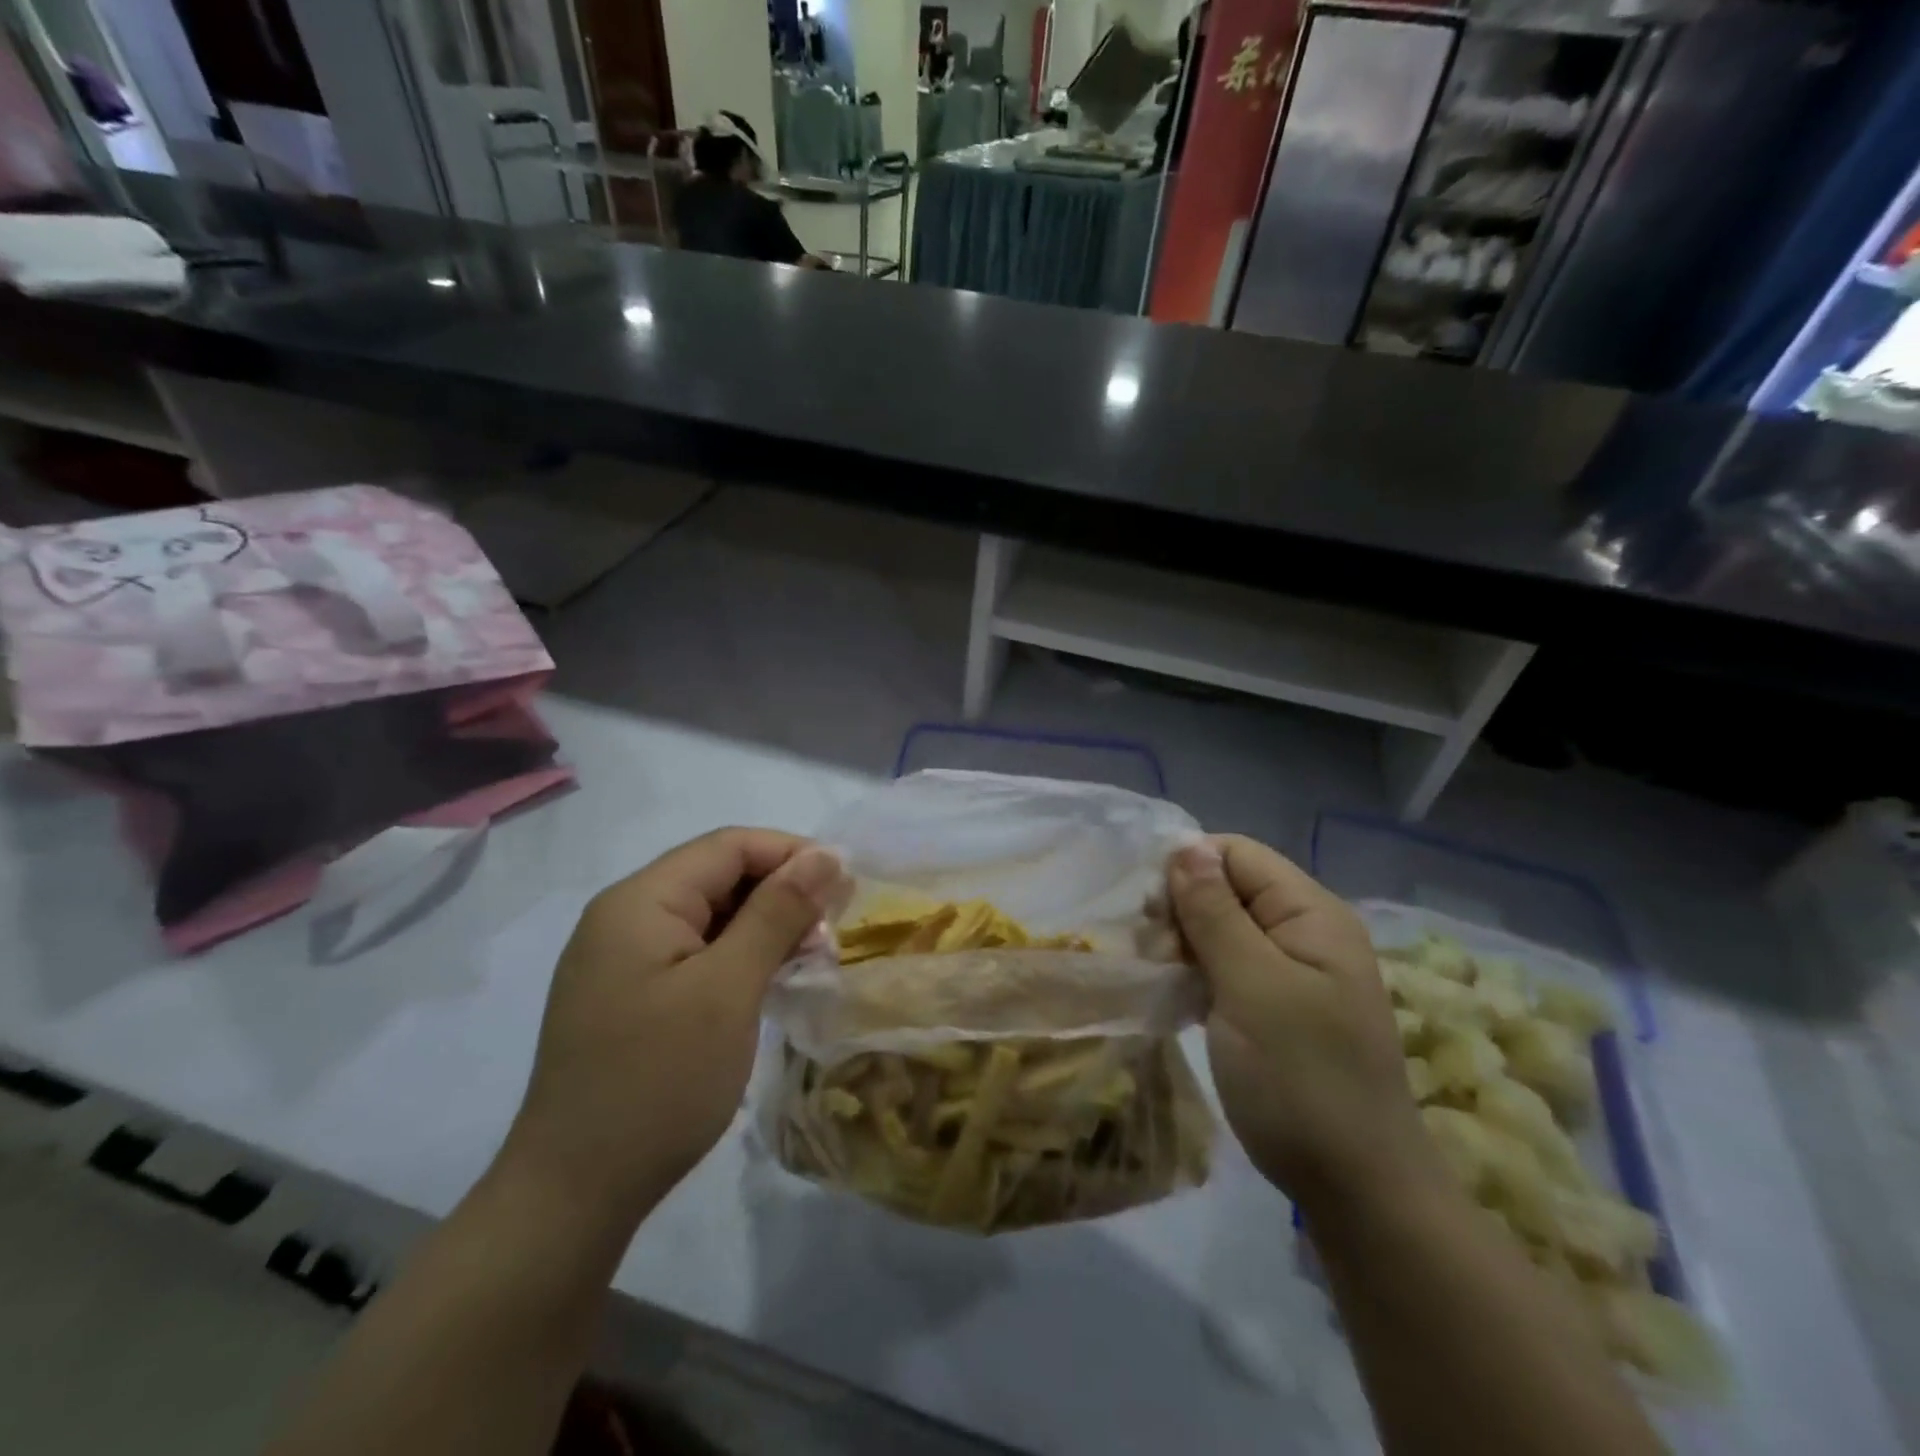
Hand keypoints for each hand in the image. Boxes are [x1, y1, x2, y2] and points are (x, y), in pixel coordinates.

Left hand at [501, 830, 849, 1226]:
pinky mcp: (628, 996)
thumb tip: (824, 855)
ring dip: (763, 928)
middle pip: (718, 877)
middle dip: (780, 893)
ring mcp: (622, 959)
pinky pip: (694, 954)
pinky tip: (769, 984)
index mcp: (640, 901)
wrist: (573, 1196)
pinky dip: (738, 959)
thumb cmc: (658, 1081)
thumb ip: (776, 912)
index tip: (845, 886)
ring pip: (709, 917)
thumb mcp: (728, 989)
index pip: (728, 846)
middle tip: (832, 932)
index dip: (791, 854)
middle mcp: (624, 917)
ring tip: (810, 959)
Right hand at [1167, 836, 1439, 1213]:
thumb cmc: (1303, 1080)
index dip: (1189, 869)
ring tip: (1160, 978)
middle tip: (1155, 954)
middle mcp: (1303, 931)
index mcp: (1310, 913)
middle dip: (1182, 909)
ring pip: (1219, 927)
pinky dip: (1194, 972)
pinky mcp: (1273, 1006)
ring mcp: (1289, 971)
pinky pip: (1224, 966)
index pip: (1236, 854)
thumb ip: (1216, 913)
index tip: (1152, 914)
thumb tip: (1184, 845)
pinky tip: (1173, 996)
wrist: (1356, 1190)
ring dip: (1183, 944)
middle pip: (1226, 887)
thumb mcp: (1252, 988)